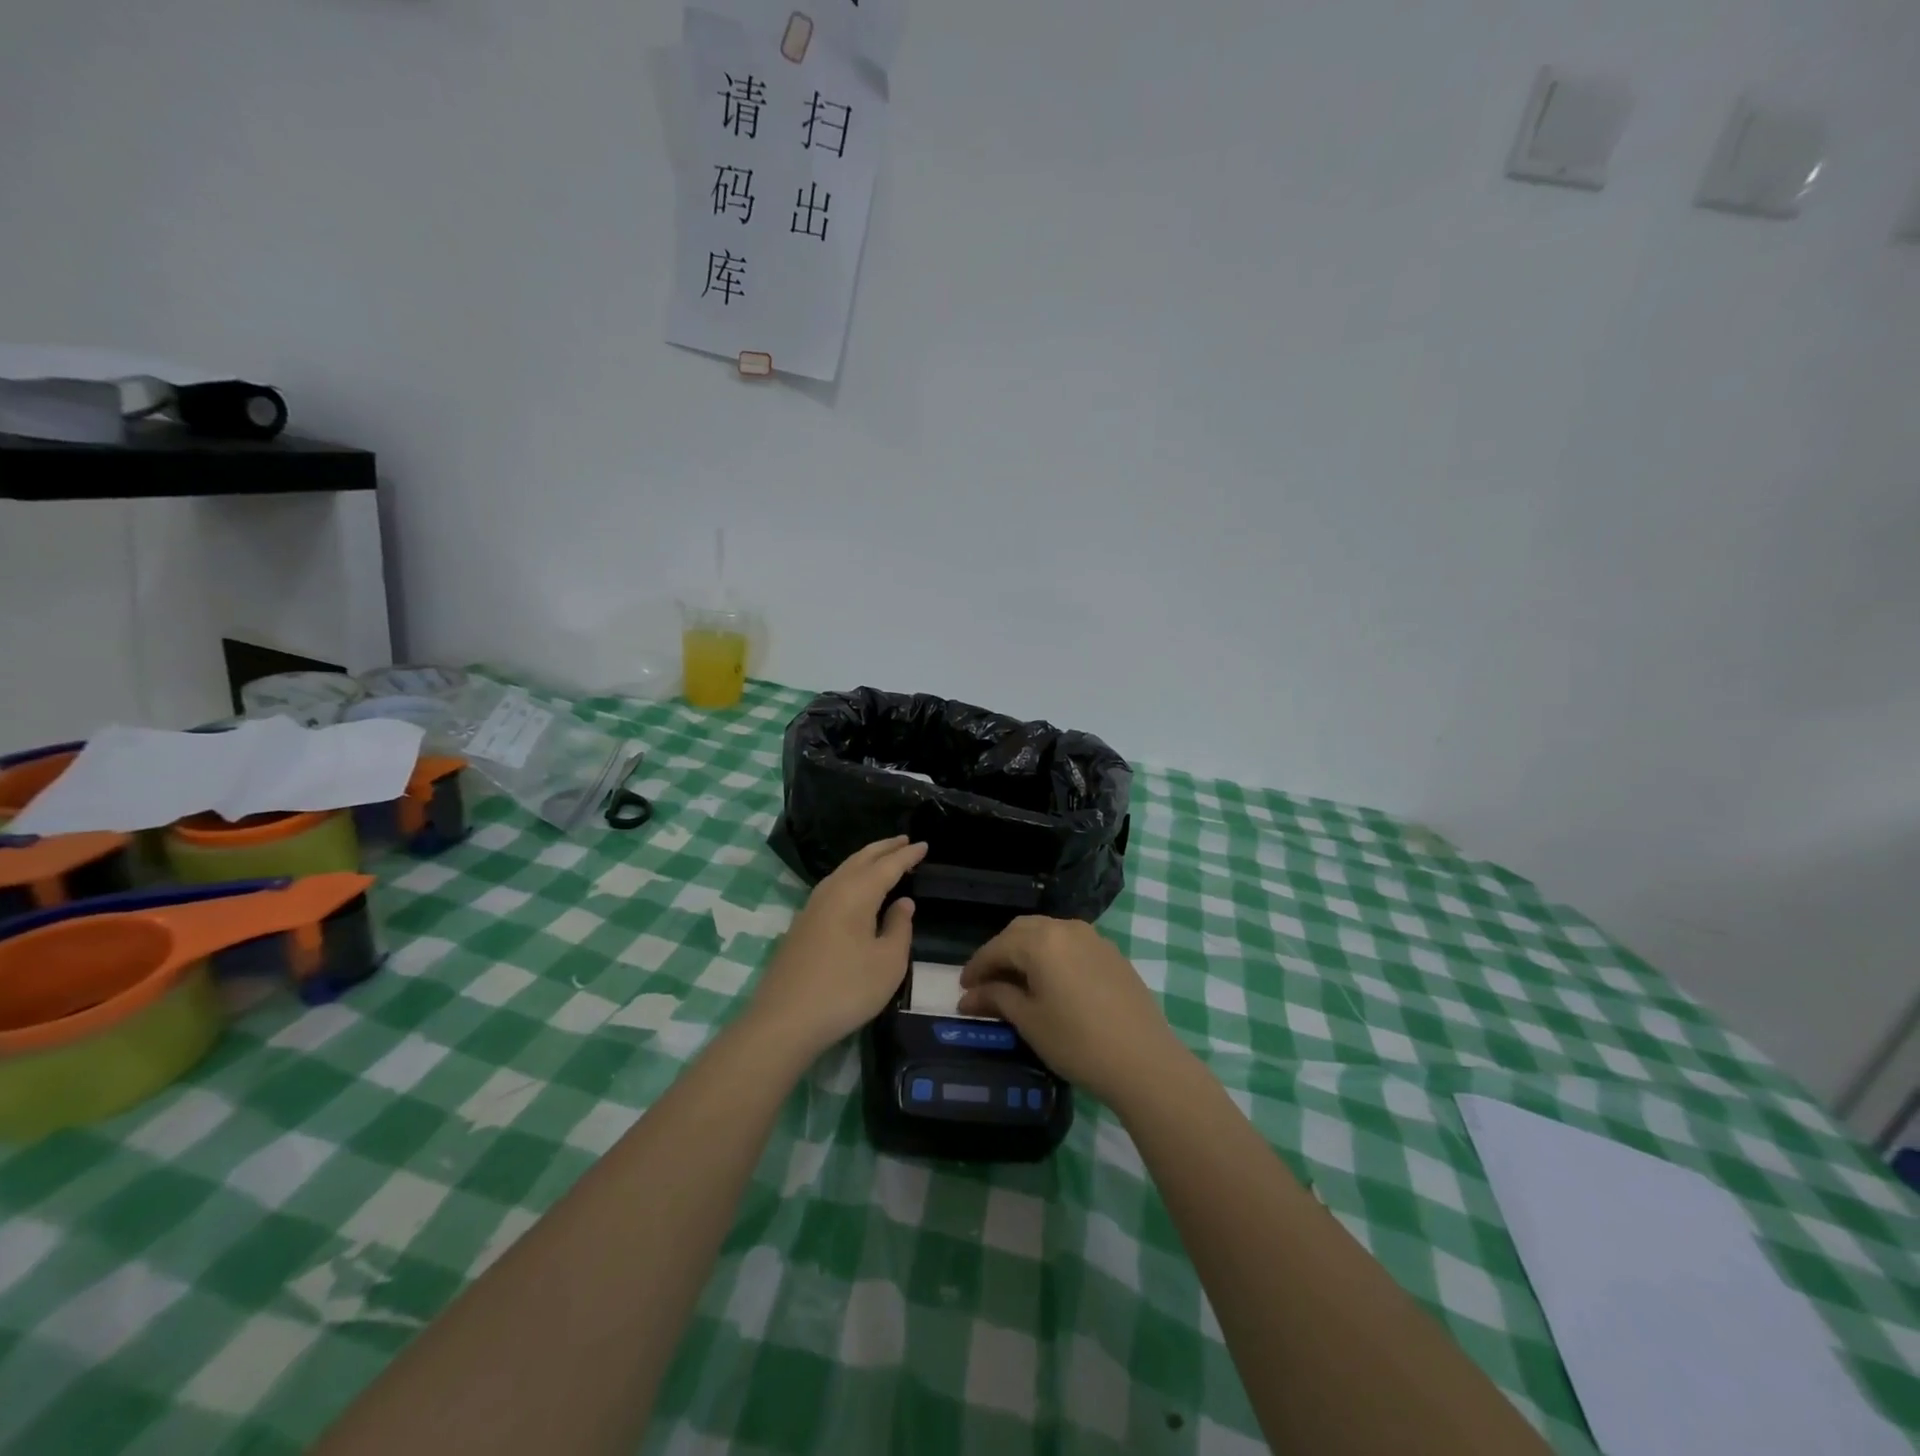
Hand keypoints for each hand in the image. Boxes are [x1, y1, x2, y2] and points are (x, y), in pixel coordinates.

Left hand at [745, 836, 926, 1062]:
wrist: (785, 1019)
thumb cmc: (846, 989)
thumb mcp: (888, 962)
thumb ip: (899, 927)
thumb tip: (902, 903)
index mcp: (857, 893)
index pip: (888, 865)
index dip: (907, 855)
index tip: (924, 844)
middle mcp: (833, 890)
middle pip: (861, 859)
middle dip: (884, 848)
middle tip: (905, 841)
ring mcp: (812, 906)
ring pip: (844, 870)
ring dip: (866, 860)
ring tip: (883, 859)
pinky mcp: (802, 924)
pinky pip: (833, 886)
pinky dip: (851, 877)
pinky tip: (855, 889)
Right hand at [957, 916, 1186, 1106]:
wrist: (1144, 1061)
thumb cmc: (1077, 1042)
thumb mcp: (1029, 1021)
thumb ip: (997, 999)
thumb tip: (969, 996)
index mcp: (1041, 941)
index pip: (997, 947)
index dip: (976, 967)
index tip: (963, 989)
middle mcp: (1066, 928)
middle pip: (1022, 931)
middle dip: (1001, 953)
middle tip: (987, 982)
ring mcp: (1094, 938)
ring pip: (1049, 933)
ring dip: (1028, 951)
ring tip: (1018, 981)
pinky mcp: (1112, 954)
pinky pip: (1072, 944)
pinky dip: (1053, 956)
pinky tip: (1053, 982)